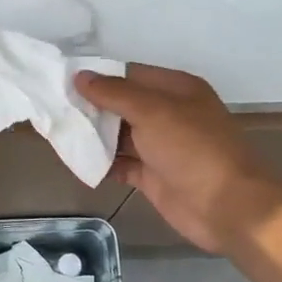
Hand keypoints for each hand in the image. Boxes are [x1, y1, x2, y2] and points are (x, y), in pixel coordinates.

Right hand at [75, 65, 281, 254]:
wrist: (228, 206)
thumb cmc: (193, 148)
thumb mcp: (153, 111)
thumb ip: (114, 93)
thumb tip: (80, 76)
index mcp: (175, 89)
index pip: (129, 74)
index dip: (98, 77)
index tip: (63, 80)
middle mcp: (168, 114)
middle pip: (122, 105)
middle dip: (91, 107)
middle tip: (53, 108)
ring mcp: (161, 147)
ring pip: (119, 135)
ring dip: (93, 136)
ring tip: (58, 133)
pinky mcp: (154, 176)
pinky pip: (122, 164)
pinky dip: (102, 164)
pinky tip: (78, 162)